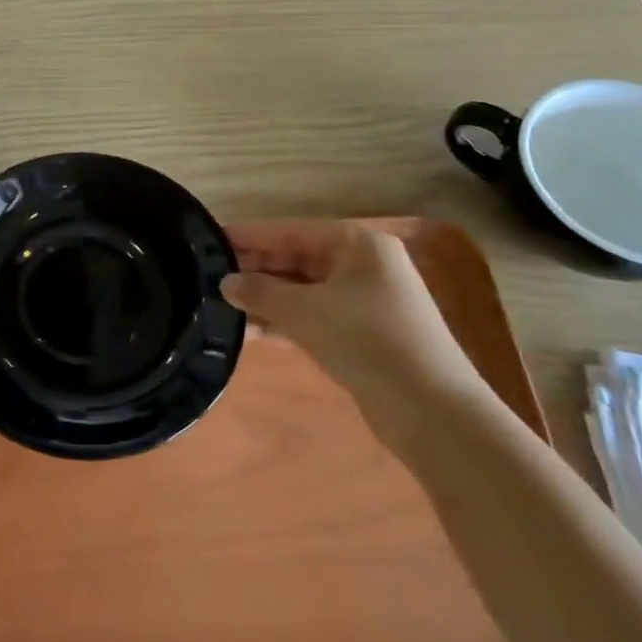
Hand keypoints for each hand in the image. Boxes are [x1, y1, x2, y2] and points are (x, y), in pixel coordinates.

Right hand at [221, 220, 494, 447]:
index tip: (210, 239)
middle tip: (210, 275)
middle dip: (257, 268)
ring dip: (267, 297)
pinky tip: (251, 331)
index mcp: (357, 243)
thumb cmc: (365, 341)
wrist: (431, 410)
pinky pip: (315, 315)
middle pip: (298, 258)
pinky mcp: (365, 334)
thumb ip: (259, 292)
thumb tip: (225, 282)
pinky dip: (286, 320)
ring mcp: (367, 300)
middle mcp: (364, 264)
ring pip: (304, 289)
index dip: (249, 236)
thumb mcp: (303, 311)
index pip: (290, 230)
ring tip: (222, 303)